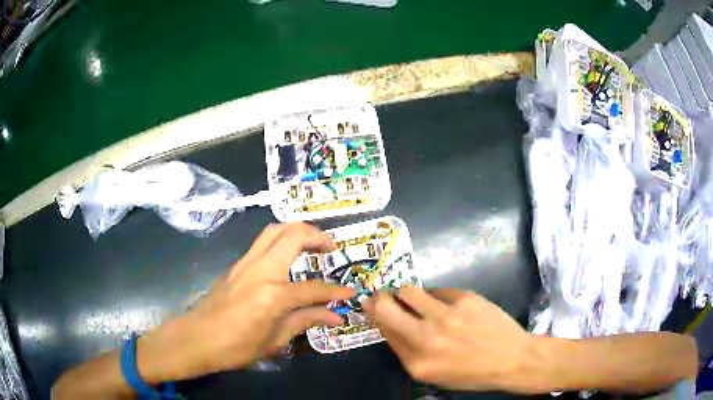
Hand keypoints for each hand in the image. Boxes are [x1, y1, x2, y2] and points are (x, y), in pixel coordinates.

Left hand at [139, 223, 354, 381]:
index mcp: (273, 293)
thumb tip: (336, 316)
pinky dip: (280, 241)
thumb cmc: (236, 347)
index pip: (314, 288)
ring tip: (312, 246)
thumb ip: (306, 321)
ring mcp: (246, 263)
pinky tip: (286, 259)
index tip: (352, 292)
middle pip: (293, 235)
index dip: (337, 292)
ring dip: (297, 231)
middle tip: (331, 249)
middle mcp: (261, 269)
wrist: (196, 338)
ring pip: (275, 230)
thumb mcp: (275, 340)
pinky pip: (262, 243)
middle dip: (318, 236)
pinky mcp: (236, 265)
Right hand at [366, 287, 541, 392]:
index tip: (373, 307)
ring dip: (408, 294)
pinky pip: (438, 290)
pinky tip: (451, 306)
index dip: (376, 315)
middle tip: (384, 296)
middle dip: (380, 299)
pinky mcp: (464, 298)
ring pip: (409, 291)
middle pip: (386, 307)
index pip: (384, 331)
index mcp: (417, 363)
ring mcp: (446, 316)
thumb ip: (408, 352)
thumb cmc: (472, 373)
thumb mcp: (434, 375)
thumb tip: (390, 323)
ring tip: (418, 299)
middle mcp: (426, 338)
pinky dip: (437, 297)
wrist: (513, 359)